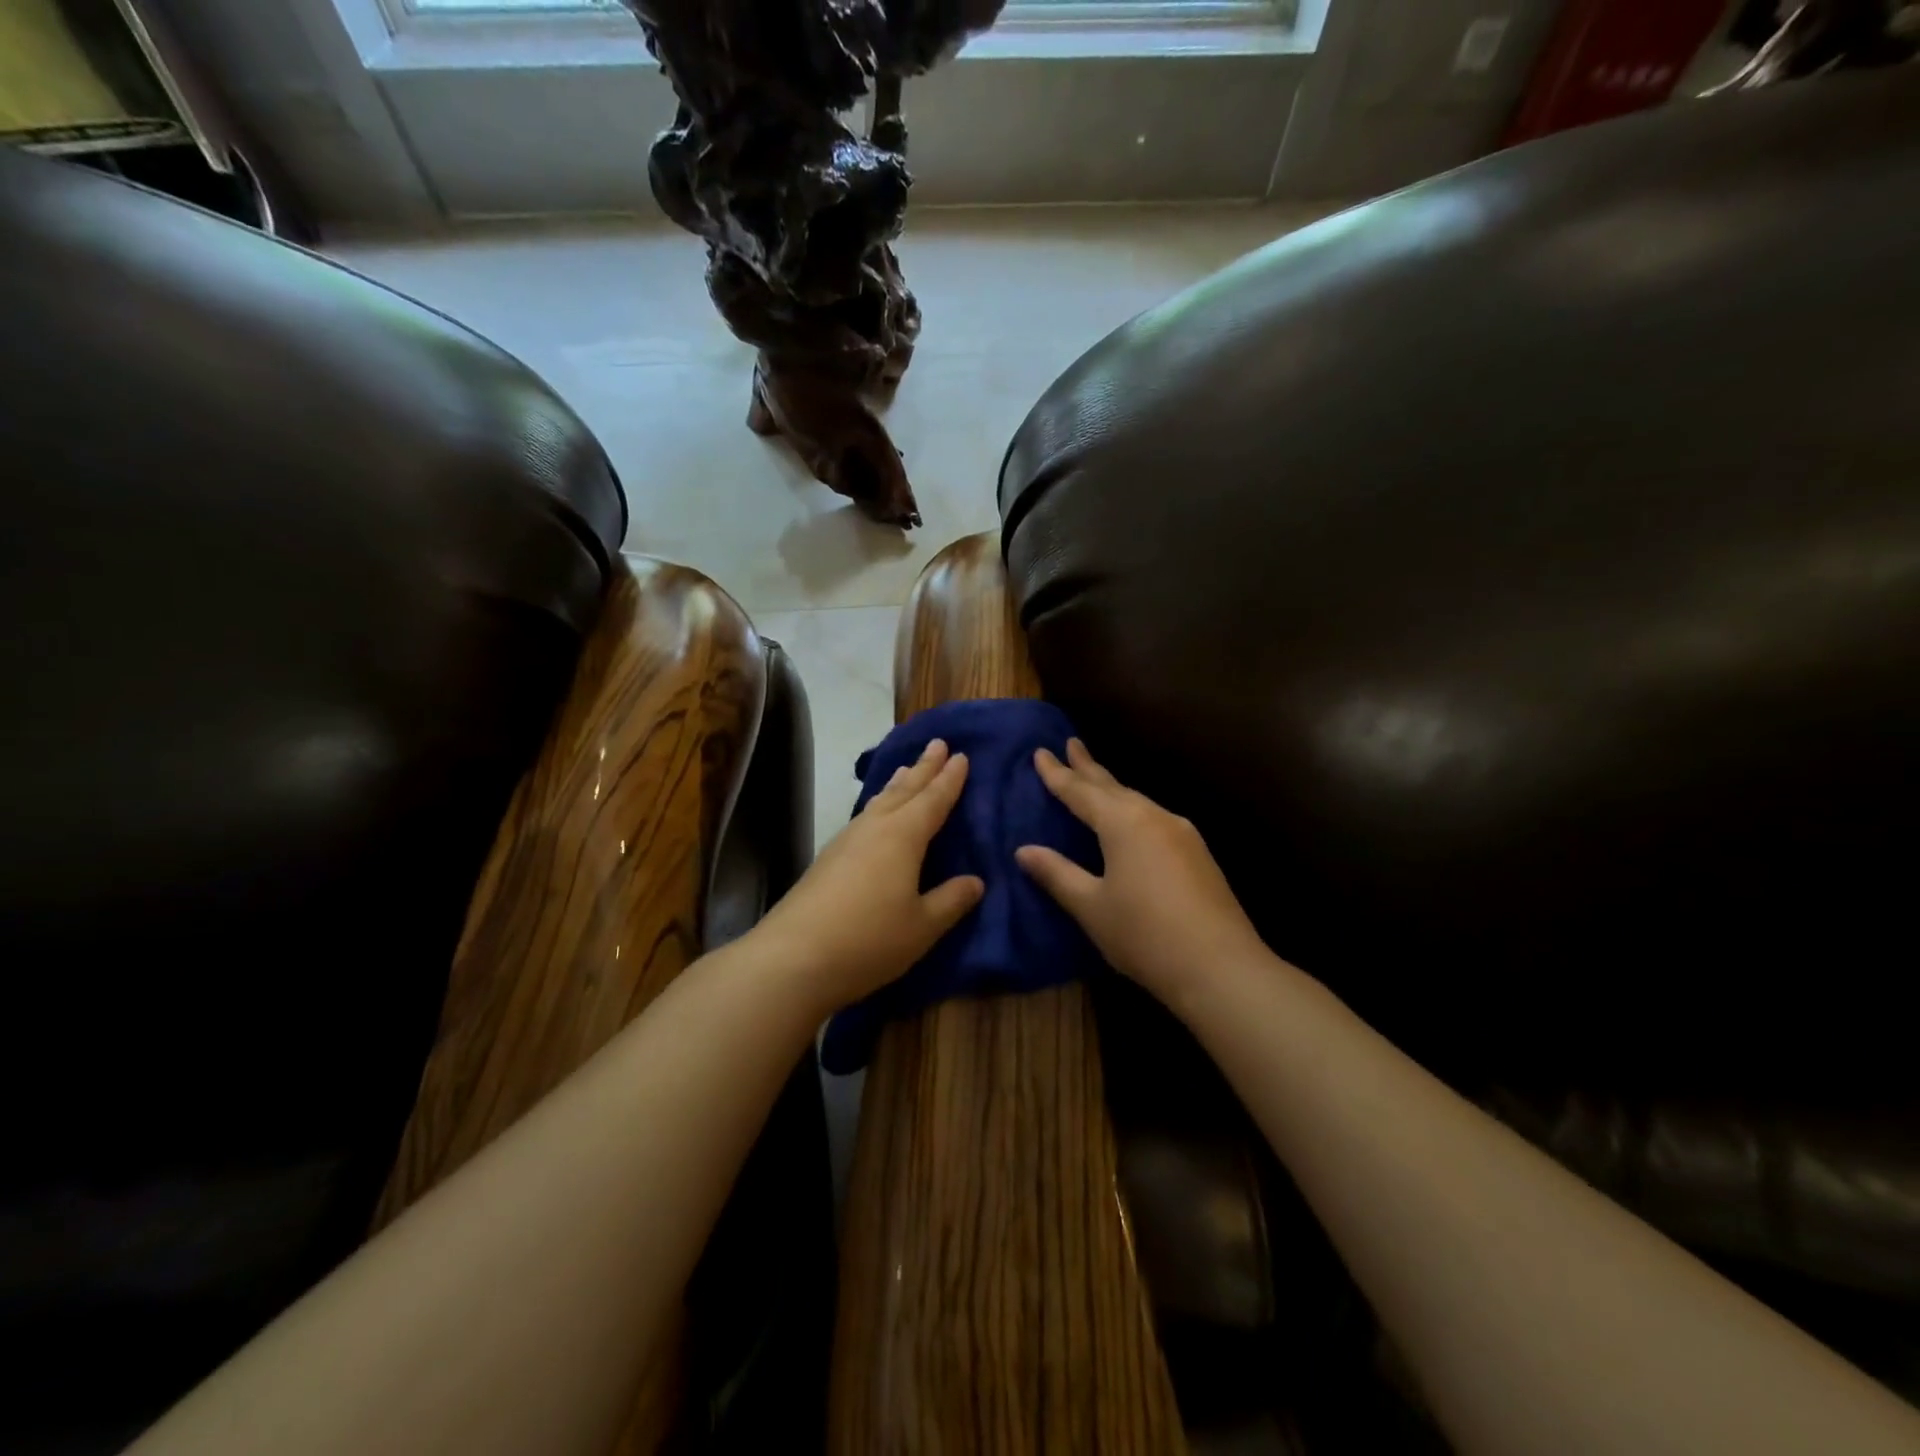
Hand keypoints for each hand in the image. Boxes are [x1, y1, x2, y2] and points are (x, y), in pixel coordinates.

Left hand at [755, 737, 983, 1013]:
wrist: (792, 958)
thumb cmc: (868, 940)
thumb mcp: (922, 926)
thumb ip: (951, 900)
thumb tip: (976, 881)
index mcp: (903, 836)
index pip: (933, 800)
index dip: (949, 779)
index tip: (961, 755)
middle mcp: (874, 828)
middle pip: (904, 790)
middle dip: (923, 767)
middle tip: (937, 743)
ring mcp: (846, 841)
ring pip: (879, 801)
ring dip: (897, 784)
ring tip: (907, 769)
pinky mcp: (827, 859)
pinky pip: (863, 817)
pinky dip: (878, 805)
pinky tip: (874, 815)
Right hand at [1016, 739, 1264, 1001]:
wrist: (1221, 968)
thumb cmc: (1144, 935)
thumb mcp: (1091, 906)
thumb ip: (1057, 873)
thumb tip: (1025, 850)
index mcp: (1123, 823)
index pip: (1080, 791)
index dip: (1057, 774)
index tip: (1040, 752)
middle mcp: (1153, 816)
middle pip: (1113, 786)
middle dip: (1088, 766)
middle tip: (1071, 744)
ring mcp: (1181, 833)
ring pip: (1137, 800)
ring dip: (1112, 787)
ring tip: (1094, 779)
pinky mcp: (1197, 853)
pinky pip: (1154, 817)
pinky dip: (1132, 809)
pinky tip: (1132, 820)